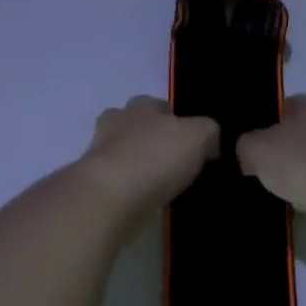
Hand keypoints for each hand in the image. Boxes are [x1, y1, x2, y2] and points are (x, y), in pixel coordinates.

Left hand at [77, 97, 219, 220]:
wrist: (111, 197)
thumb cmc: (156, 157)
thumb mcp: (199, 135)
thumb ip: (208, 132)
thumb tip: (209, 143)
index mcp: (140, 106)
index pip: (159, 104)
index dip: (177, 120)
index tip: (192, 141)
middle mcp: (116, 124)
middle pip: (137, 127)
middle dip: (154, 141)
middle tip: (178, 162)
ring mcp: (101, 154)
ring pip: (126, 154)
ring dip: (142, 166)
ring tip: (166, 185)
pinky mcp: (95, 184)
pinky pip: (120, 181)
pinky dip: (133, 189)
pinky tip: (150, 201)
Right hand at [237, 95, 305, 226]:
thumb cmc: (299, 159)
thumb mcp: (255, 149)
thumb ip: (246, 146)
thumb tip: (247, 152)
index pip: (292, 103)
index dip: (275, 118)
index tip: (261, 138)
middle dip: (299, 142)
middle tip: (277, 162)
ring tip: (286, 189)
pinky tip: (303, 205)